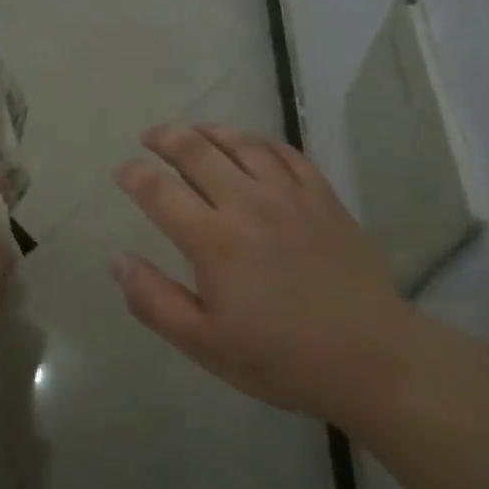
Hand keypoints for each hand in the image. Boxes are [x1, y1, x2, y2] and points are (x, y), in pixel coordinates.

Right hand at [111, 124, 412, 426]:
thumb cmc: (282, 358)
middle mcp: (248, 203)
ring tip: (193, 130)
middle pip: (196, 151)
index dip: (134, 176)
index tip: (122, 171)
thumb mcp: (205, 344)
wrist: (371, 357)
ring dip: (209, 131)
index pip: (159, 191)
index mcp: (214, 240)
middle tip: (150, 137)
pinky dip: (259, 142)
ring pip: (241, 143)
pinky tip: (251, 145)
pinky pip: (285, 153)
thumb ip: (154, 300)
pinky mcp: (323, 196)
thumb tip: (117, 258)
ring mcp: (290, 195)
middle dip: (166, 138)